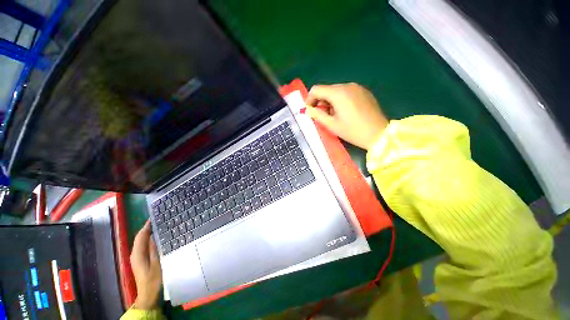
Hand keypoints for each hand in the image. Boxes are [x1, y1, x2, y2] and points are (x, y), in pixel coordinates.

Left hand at [130, 220, 161, 309]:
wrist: (148, 293)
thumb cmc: (154, 279)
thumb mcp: (157, 263)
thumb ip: (154, 249)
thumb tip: (153, 236)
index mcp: (138, 254)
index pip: (141, 236)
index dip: (146, 226)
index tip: (154, 217)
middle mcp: (135, 254)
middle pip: (139, 238)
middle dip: (147, 228)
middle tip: (158, 220)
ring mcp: (136, 258)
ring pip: (141, 241)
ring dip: (148, 233)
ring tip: (158, 226)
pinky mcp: (140, 260)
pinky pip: (143, 246)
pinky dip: (148, 239)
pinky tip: (156, 238)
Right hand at [305, 83, 388, 149]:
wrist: (378, 134)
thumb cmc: (352, 131)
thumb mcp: (331, 125)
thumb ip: (317, 115)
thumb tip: (308, 109)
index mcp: (338, 93)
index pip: (316, 89)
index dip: (309, 99)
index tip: (309, 110)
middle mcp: (347, 85)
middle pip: (326, 89)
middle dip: (320, 101)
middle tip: (321, 116)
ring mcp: (357, 87)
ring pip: (336, 91)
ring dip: (330, 101)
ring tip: (333, 116)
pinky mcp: (364, 92)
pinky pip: (346, 93)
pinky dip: (340, 100)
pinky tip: (344, 112)